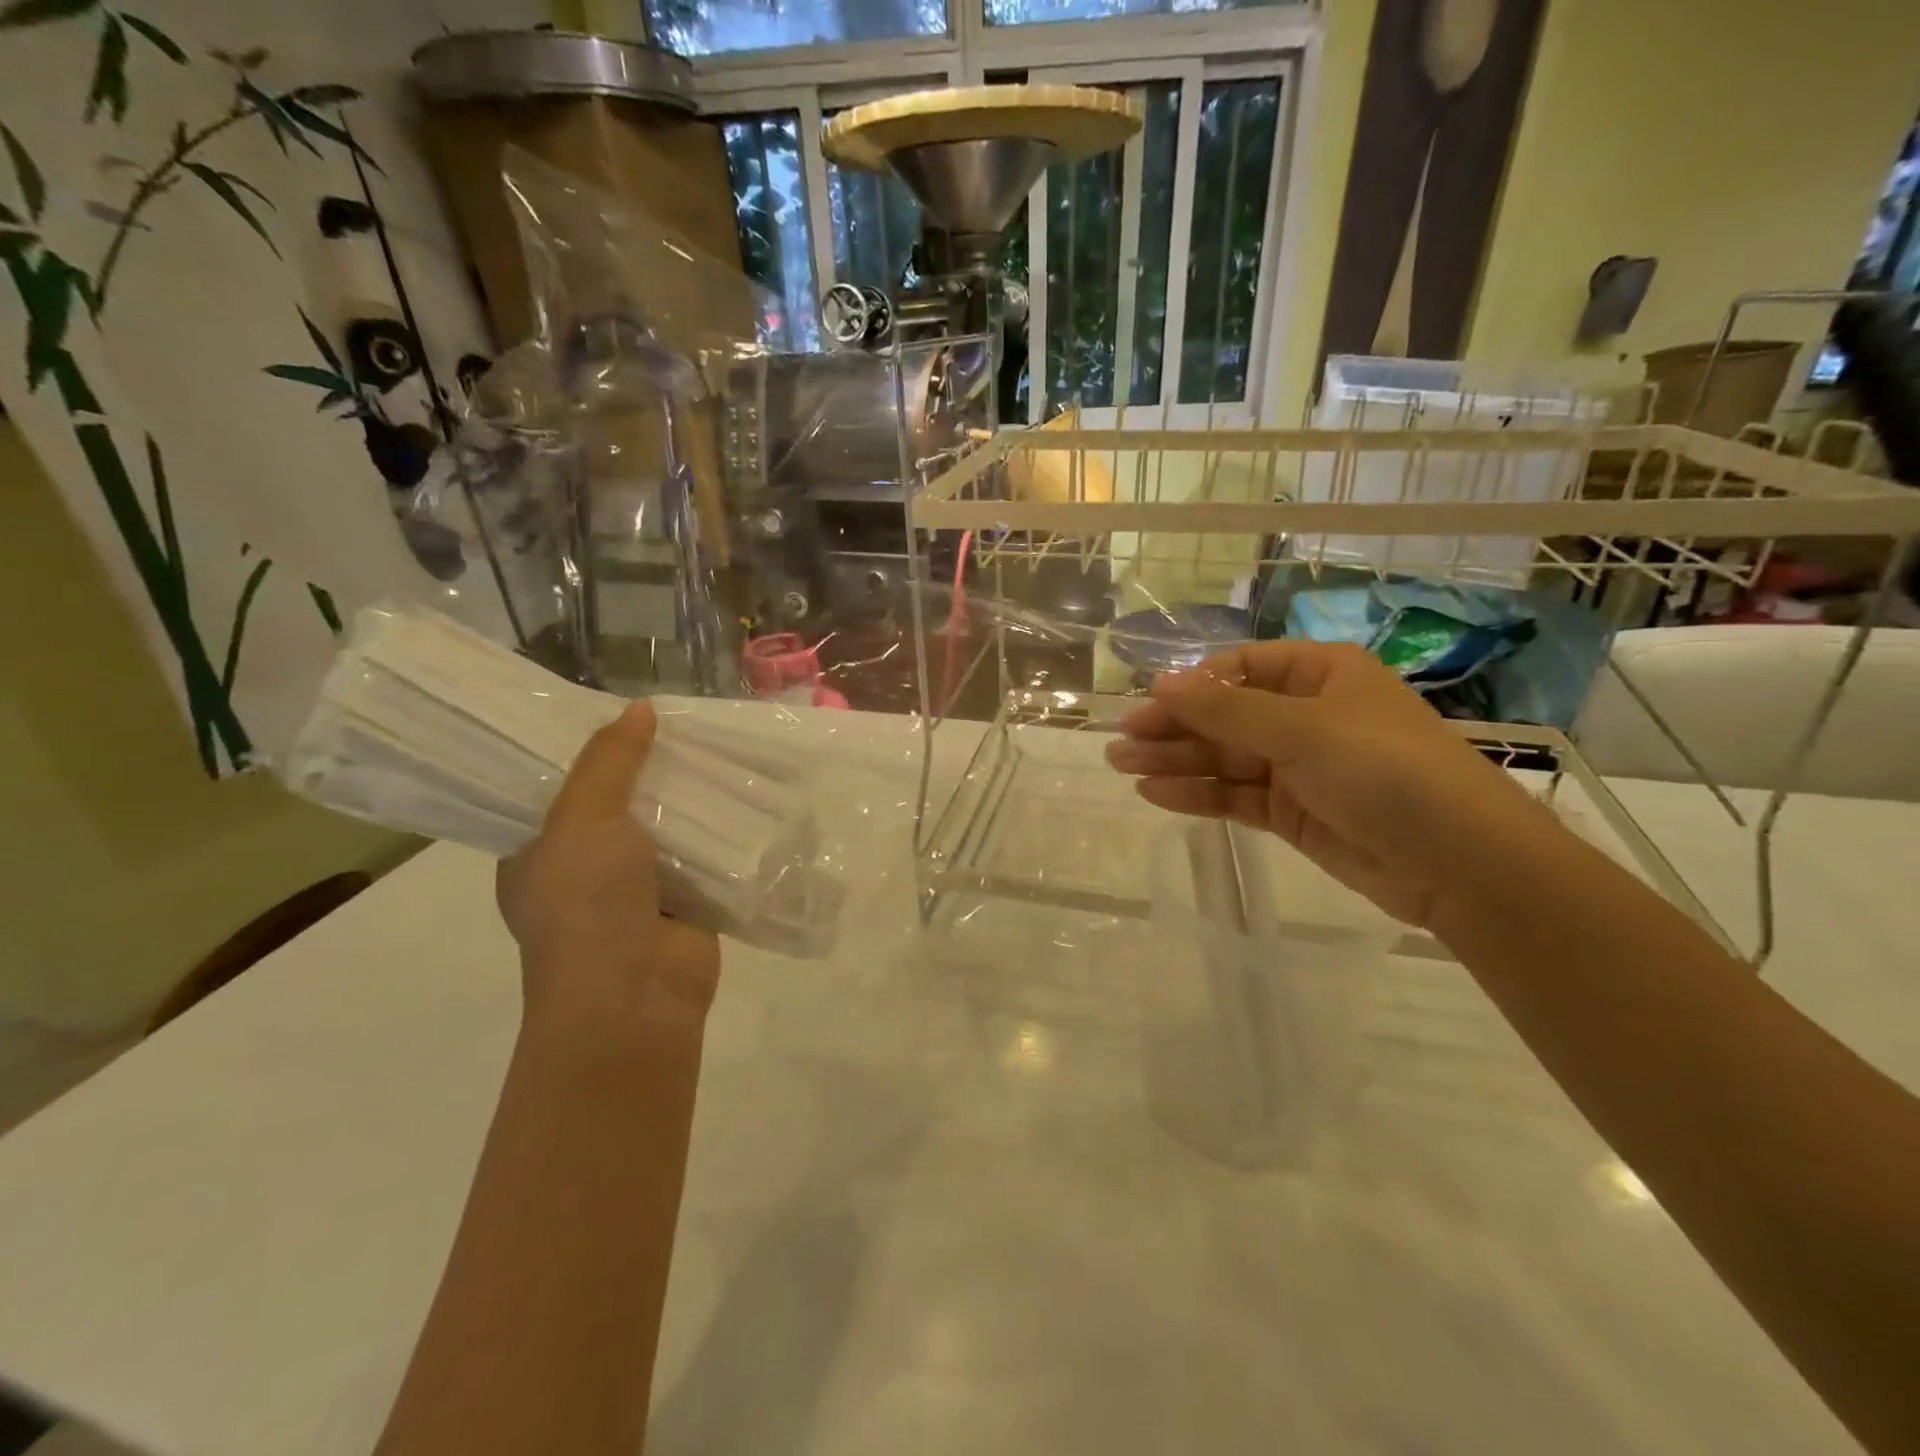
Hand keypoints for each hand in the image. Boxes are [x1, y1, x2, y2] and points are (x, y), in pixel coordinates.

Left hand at [497, 702, 720, 1029]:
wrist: (634, 995)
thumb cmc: (585, 903)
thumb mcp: (582, 819)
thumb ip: (609, 762)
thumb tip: (638, 708)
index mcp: (540, 853)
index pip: (561, 789)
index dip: (589, 752)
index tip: (622, 716)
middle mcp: (586, 869)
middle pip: (621, 804)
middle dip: (651, 770)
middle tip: (682, 723)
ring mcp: (639, 888)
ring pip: (668, 828)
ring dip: (691, 798)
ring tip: (720, 746)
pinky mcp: (688, 901)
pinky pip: (706, 854)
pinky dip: (723, 830)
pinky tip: (747, 793)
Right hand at [1105, 642, 1553, 928]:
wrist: (1458, 862)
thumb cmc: (1385, 771)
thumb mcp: (1302, 730)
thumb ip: (1226, 710)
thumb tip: (1160, 681)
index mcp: (1319, 674)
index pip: (1239, 668)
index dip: (1193, 686)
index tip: (1149, 705)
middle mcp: (1305, 714)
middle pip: (1224, 715)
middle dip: (1173, 728)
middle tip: (1120, 743)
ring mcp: (1297, 766)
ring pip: (1223, 756)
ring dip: (1175, 761)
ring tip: (1122, 768)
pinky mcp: (1291, 811)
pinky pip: (1234, 794)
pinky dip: (1198, 793)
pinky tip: (1157, 795)